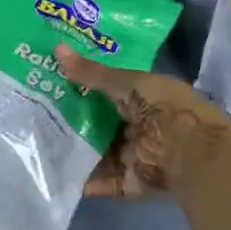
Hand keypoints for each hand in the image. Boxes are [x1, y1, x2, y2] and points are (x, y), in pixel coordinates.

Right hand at [57, 45, 230, 196]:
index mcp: (145, 97)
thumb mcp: (126, 83)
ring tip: (41, 142)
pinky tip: (57, 174)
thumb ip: (91, 73)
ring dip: (78, 149)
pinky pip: (105, 181)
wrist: (191, 151)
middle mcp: (141, 125)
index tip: (55, 79)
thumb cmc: (163, 107)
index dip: (85, 84)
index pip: (111, 89)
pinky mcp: (132, 181)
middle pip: (103, 122)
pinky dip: (85, 180)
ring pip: (101, 151)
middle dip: (76, 118)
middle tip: (39, 111)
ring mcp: (136, 154)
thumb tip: (56, 49)